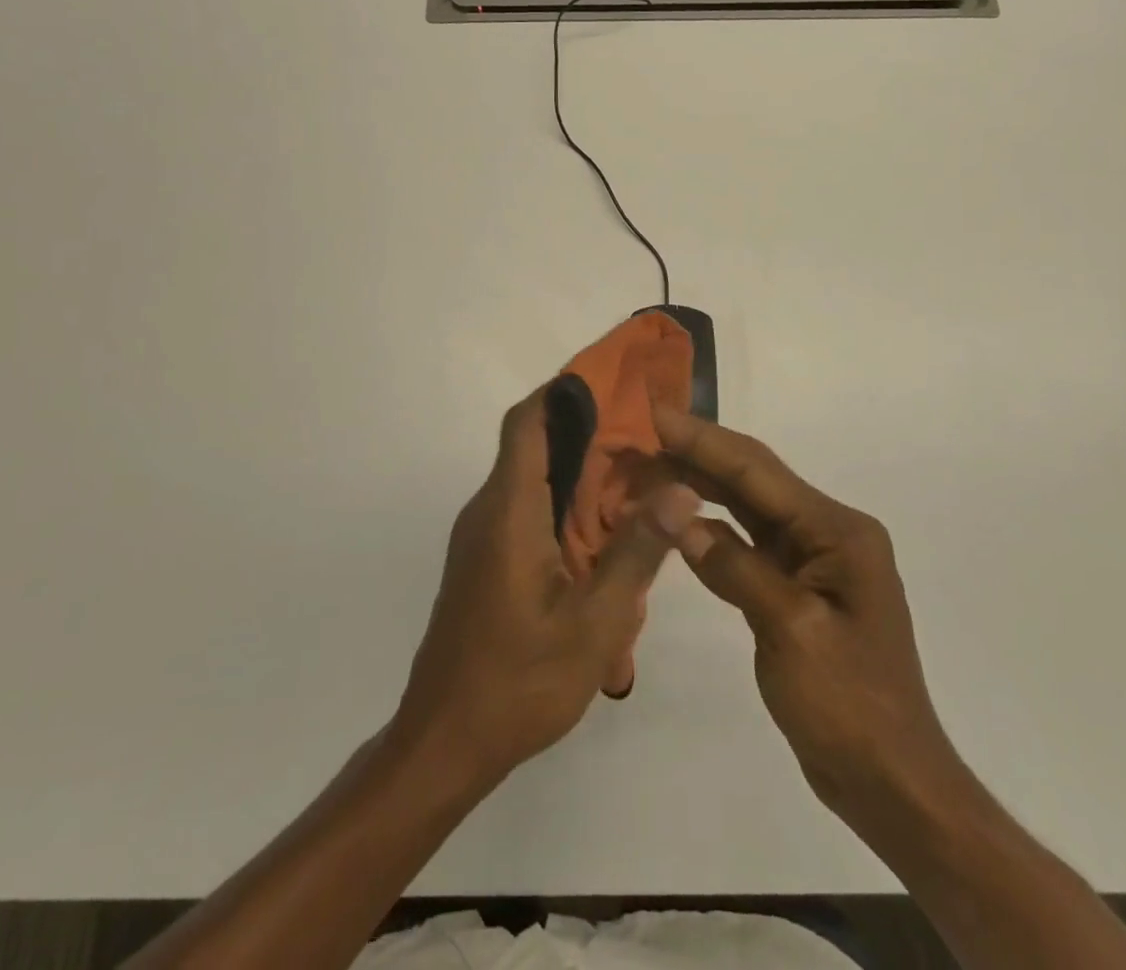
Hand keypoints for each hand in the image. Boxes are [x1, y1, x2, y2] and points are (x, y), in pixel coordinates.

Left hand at [393, 386, 699, 792]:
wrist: (444, 743)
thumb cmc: (519, 682)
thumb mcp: (594, 623)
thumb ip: (636, 551)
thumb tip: (680, 488)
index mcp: (509, 511)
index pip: (527, 423)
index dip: (564, 392)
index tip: (612, 381)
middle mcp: (489, 511)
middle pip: (534, 445)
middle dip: (587, 431)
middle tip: (646, 435)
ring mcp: (483, 537)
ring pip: (533, 480)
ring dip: (580, 473)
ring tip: (638, 480)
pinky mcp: (486, 561)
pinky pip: (527, 511)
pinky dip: (565, 506)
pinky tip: (604, 535)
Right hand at [653, 403, 958, 814]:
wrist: (891, 783)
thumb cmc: (851, 706)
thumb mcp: (791, 631)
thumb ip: (735, 568)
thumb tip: (677, 518)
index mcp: (837, 531)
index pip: (756, 470)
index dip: (702, 439)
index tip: (654, 413)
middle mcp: (826, 532)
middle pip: (751, 480)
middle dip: (695, 454)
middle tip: (640, 435)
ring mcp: (811, 559)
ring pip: (745, 508)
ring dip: (699, 487)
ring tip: (648, 466)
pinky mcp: (794, 586)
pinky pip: (746, 543)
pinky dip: (711, 530)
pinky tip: (677, 521)